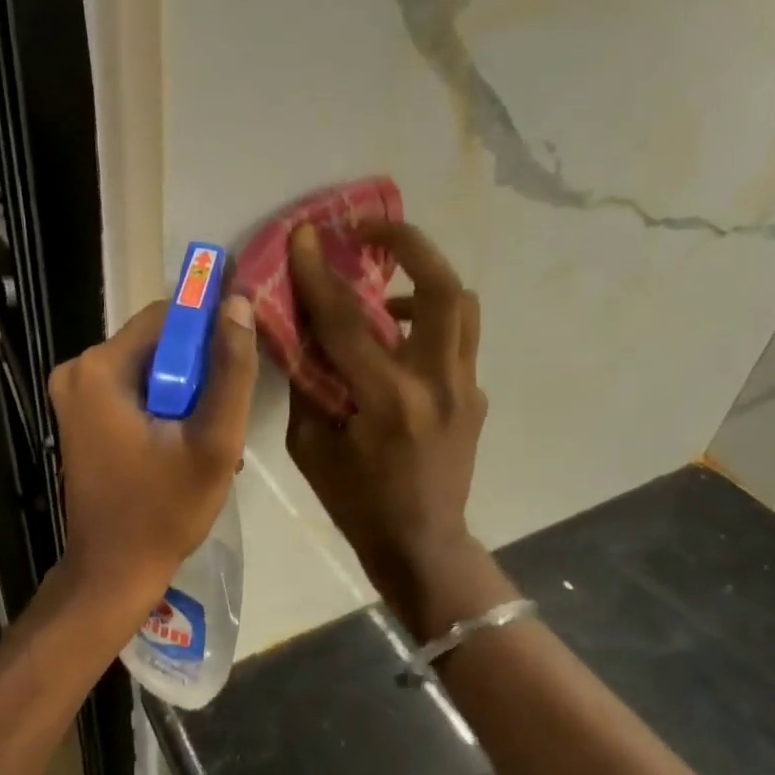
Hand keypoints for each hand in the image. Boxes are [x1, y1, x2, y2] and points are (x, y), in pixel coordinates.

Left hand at [48, 294, 258, 612]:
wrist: (113, 571)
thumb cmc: (164, 511)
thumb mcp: (213, 442)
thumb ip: (230, 370)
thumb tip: (238, 304)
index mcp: (100, 369)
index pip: (167, 315)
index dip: (211, 321)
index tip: (247, 340)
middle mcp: (78, 370)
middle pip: (157, 341)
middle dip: (199, 365)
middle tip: (228, 408)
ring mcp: (75, 393)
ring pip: (149, 364)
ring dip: (186, 388)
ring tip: (210, 432)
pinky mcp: (81, 413)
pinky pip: (133, 386)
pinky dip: (164, 402)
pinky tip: (186, 439)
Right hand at [285, 221, 487, 629]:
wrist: (423, 544)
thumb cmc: (356, 502)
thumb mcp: (311, 445)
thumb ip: (307, 382)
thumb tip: (300, 331)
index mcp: (387, 400)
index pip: (347, 320)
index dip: (319, 272)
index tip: (305, 233)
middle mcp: (436, 383)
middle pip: (441, 288)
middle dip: (408, 244)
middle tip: (372, 229)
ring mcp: (465, 387)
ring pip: (461, 304)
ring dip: (423, 276)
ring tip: (383, 282)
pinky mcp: (474, 394)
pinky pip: (455, 337)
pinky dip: (426, 318)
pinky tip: (394, 335)